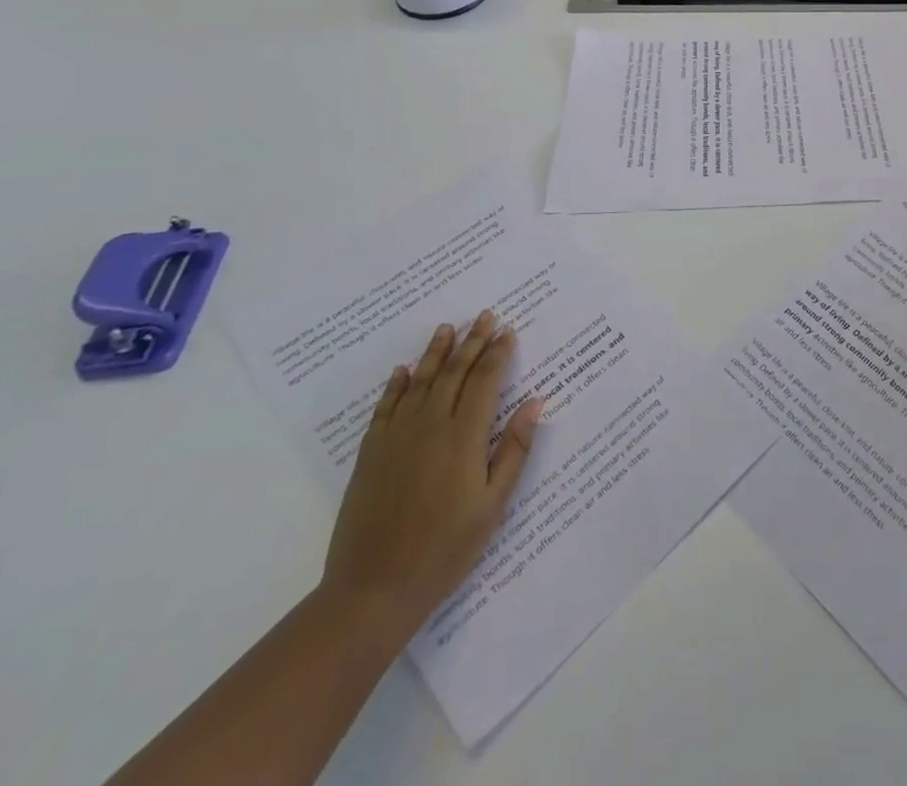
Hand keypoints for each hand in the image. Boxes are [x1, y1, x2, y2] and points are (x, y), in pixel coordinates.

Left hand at [321, 312, 542, 638]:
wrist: (373, 590)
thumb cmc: (445, 550)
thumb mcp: (493, 504)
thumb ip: (514, 449)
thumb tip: (536, 402)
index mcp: (464, 436)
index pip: (485, 381)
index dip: (498, 353)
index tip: (508, 331)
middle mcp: (430, 426)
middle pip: (454, 372)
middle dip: (472, 342)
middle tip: (485, 315)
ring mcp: (396, 438)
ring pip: (420, 382)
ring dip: (436, 353)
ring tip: (448, 328)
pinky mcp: (371, 454)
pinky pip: (385, 408)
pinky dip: (396, 385)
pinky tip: (403, 371)